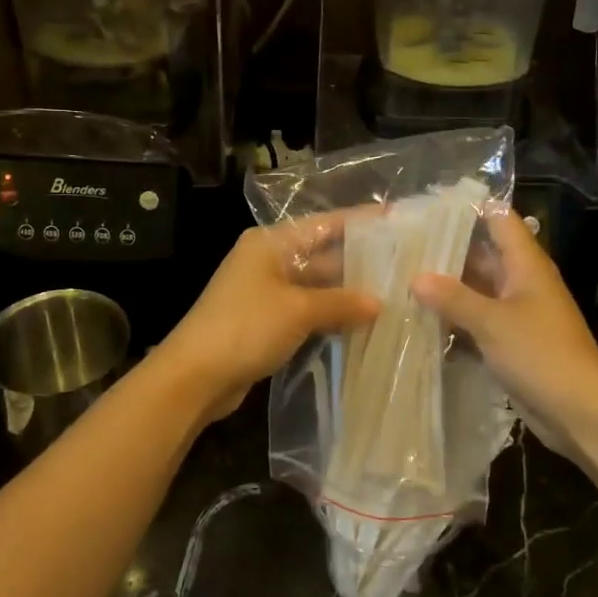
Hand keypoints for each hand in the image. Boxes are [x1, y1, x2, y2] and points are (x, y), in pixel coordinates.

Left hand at [157, 212, 378, 421]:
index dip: (360, 221)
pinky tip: (363, 322)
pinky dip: (331, 314)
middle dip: (360, 262)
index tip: (396, 219)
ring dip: (348, 292)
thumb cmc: (245, 328)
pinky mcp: (267, 321)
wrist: (194, 377)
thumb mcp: (297, 310)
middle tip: (403, 265)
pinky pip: (308, 309)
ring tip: (394, 293)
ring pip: (317, 285)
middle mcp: (269, 260)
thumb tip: (380, 303)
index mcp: (271, 243)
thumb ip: (340, 303)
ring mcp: (267, 291)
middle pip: (322, 254)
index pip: (325, 224)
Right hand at [410, 210, 597, 461]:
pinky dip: (454, 317)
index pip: (498, 218)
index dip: (468, 207)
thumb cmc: (542, 354)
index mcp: (526, 264)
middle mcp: (521, 281)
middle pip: (482, 253)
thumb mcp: (493, 322)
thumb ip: (453, 297)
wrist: (581, 413)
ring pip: (476, 288)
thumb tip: (415, 277)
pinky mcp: (509, 340)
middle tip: (402, 244)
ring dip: (446, 286)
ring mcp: (515, 312)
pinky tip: (420, 317)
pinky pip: (477, 319)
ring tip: (401, 276)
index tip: (428, 205)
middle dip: (446, 249)